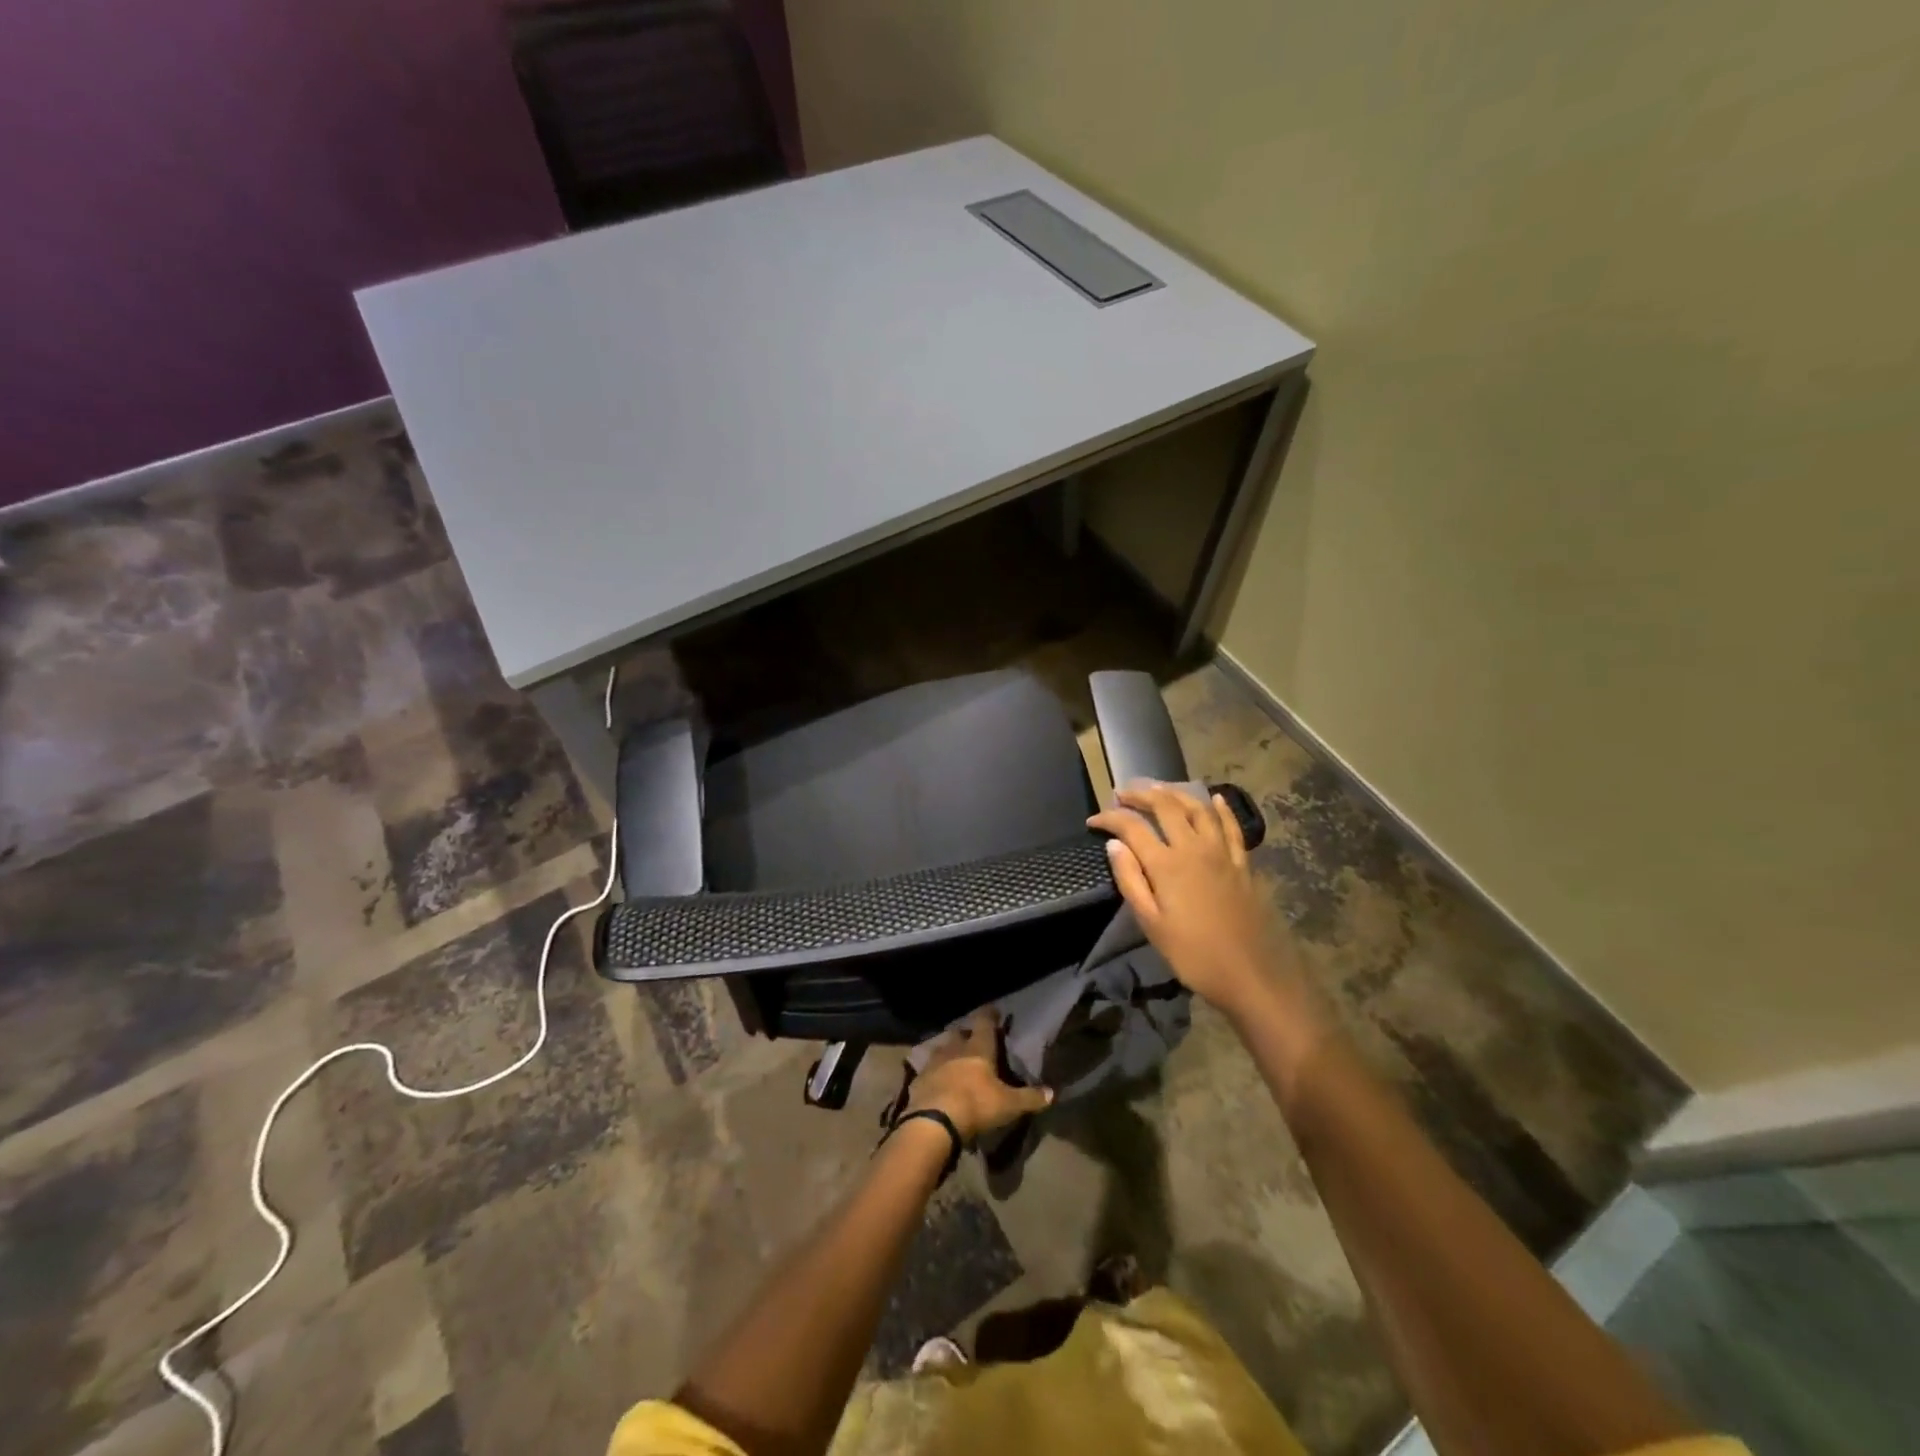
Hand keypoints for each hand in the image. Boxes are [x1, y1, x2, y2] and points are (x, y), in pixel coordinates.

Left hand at [904, 1010, 1051, 1140]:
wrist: (933, 1121)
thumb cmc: (976, 1104)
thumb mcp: (1008, 1104)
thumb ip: (1030, 1098)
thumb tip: (1052, 1093)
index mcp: (978, 1048)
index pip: (984, 1022)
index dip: (990, 1014)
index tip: (994, 1010)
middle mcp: (954, 1048)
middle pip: (960, 1033)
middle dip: (967, 1034)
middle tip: (974, 1040)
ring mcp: (933, 1062)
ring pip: (942, 1049)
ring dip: (949, 1052)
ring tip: (955, 1060)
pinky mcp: (918, 1079)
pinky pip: (928, 1070)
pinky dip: (935, 1073)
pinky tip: (938, 1082)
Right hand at [1087, 782, 1298, 1021]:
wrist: (1250, 974)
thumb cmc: (1193, 954)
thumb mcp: (1151, 923)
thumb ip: (1131, 880)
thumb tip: (1114, 844)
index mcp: (1166, 864)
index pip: (1132, 827)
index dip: (1110, 818)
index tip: (1093, 820)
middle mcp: (1194, 847)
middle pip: (1165, 806)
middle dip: (1140, 794)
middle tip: (1122, 792)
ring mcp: (1221, 852)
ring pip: (1198, 808)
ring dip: (1175, 793)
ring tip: (1158, 788)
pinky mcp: (1242, 863)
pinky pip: (1231, 826)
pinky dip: (1221, 809)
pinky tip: (1215, 799)